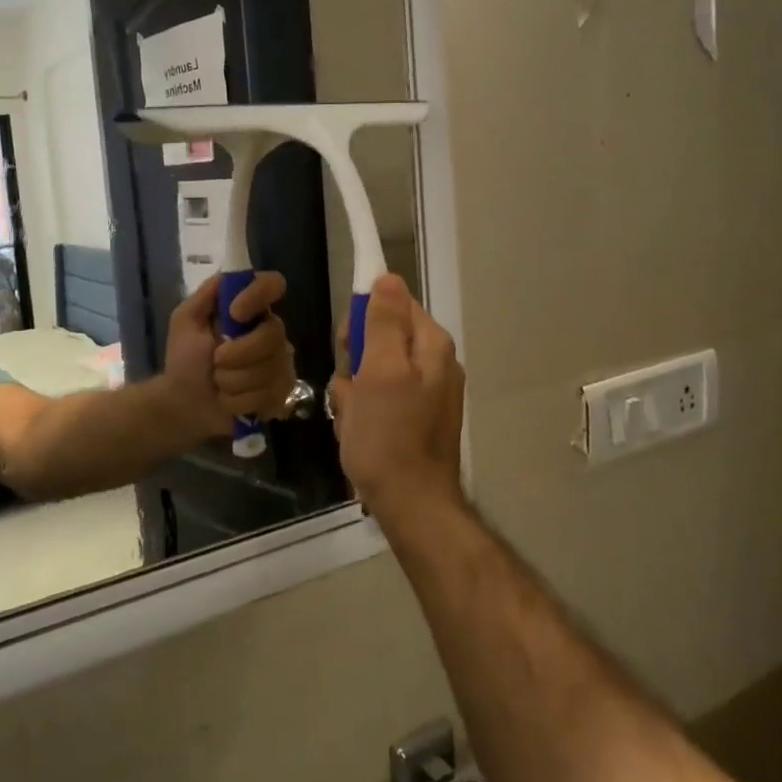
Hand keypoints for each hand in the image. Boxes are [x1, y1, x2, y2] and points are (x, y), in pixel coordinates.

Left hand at [161, 272, 297, 439]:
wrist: (183, 403)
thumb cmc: (185, 358)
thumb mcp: (185, 321)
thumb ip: (205, 296)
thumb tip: (228, 275)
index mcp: (251, 310)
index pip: (273, 284)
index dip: (258, 295)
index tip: (234, 313)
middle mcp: (272, 333)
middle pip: (273, 335)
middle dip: (238, 353)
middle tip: (215, 361)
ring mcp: (280, 365)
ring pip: (268, 370)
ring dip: (232, 380)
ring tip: (218, 383)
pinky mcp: (281, 395)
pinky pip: (266, 396)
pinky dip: (238, 401)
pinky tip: (228, 400)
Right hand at [330, 275, 465, 518]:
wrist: (411, 504)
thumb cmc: (389, 436)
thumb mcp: (380, 372)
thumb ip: (383, 322)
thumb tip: (387, 277)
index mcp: (431, 345)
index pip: (393, 303)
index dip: (362, 320)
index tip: (348, 347)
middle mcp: (434, 364)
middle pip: (380, 338)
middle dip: (355, 362)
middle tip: (350, 390)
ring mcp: (425, 394)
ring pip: (373, 373)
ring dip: (354, 393)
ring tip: (353, 420)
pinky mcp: (413, 420)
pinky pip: (378, 401)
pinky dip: (362, 414)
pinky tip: (358, 434)